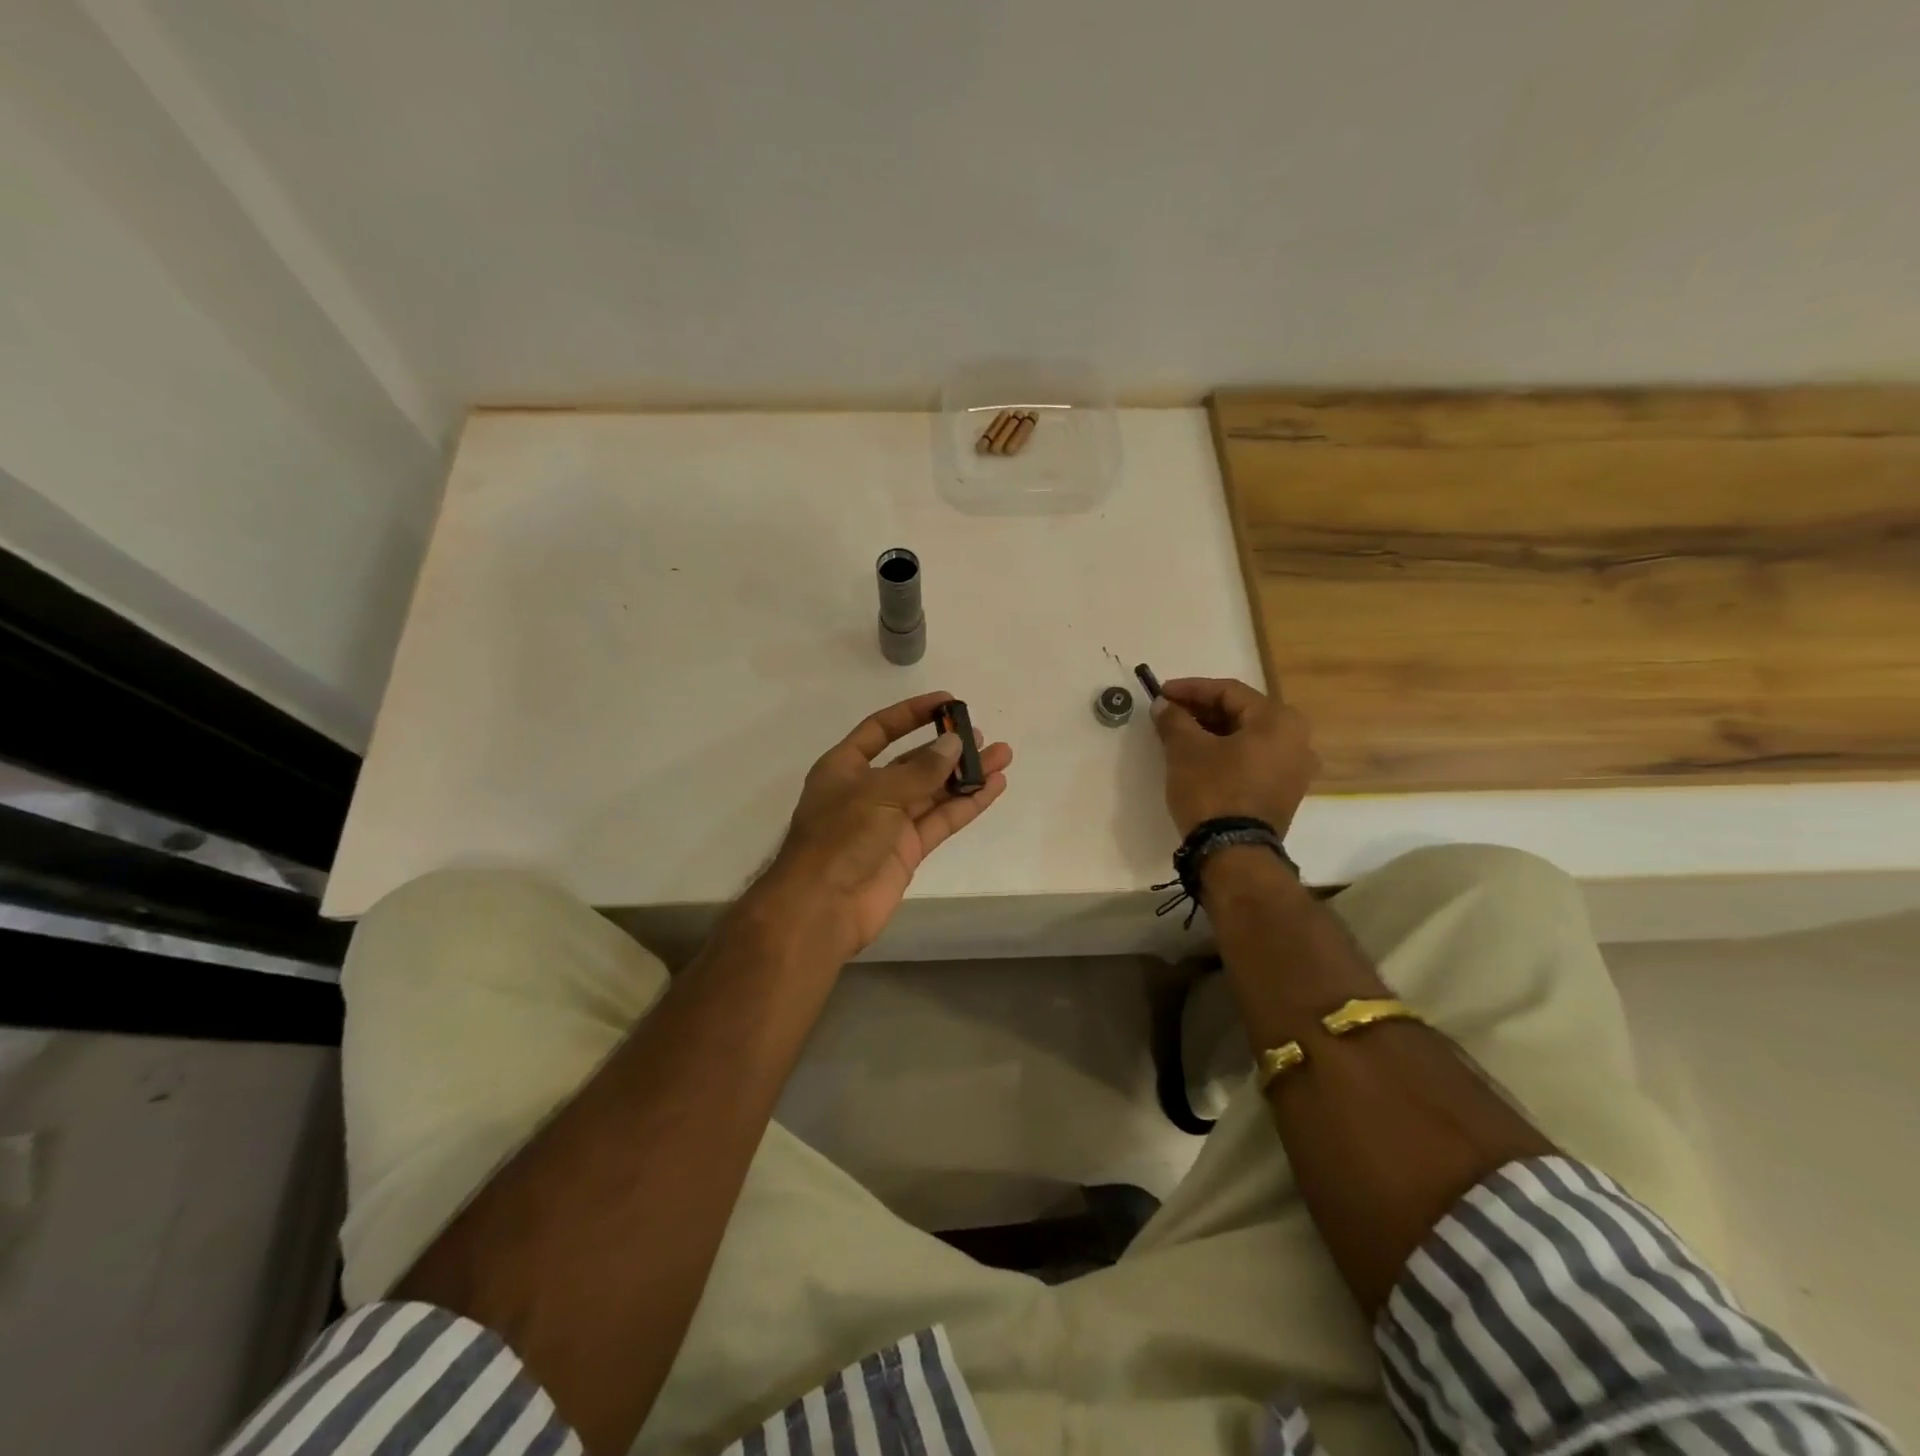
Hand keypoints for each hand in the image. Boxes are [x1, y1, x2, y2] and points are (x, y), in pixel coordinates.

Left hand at [761, 692, 1011, 958]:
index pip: (881, 729)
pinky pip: (941, 819)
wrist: (823, 907)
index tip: (948, 702)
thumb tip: (954, 744)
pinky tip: (993, 787)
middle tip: (983, 736)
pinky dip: (966, 804)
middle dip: (947, 748)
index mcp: (845, 767)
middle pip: (913, 761)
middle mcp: (868, 790)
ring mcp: (889, 822)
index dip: (912, 713)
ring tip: (1002, 757)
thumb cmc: (840, 837)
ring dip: (966, 774)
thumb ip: (920, 770)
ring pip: (933, 791)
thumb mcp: (878, 793)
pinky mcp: (908, 850)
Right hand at [1150, 677, 1315, 837]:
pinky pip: (1252, 760)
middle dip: (1201, 710)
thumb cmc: (1213, 790)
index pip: (1228, 691)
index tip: (1160, 692)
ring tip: (1178, 734)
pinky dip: (1225, 753)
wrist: (1233, 853)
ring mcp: (1294, 770)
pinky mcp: (1284, 793)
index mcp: (1279, 720)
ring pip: (1246, 738)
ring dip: (1211, 732)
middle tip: (1168, 713)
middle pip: (1241, 713)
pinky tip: (1198, 757)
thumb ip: (1174, 719)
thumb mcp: (1185, 749)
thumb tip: (1163, 705)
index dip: (1190, 689)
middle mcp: (1297, 740)